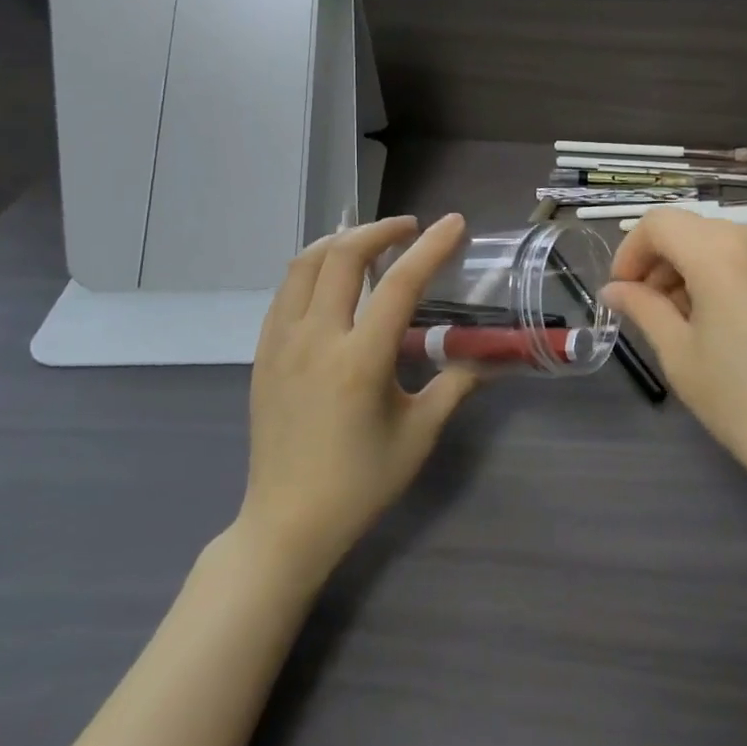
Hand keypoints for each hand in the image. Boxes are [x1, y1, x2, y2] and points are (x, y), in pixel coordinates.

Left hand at [240, 215, 478, 576]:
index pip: (400, 284)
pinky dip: (313, 268)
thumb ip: (453, 387)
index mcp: (360, 361)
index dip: (431, 247)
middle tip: (409, 229)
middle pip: (342, 255)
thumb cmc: (359, 483)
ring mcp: (281, 343)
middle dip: (380, 230)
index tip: (453, 223)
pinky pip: (286, 291)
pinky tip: (332, 280)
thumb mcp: (418, 436)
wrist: (287, 522)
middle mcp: (316, 339)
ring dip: (341, 241)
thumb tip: (484, 358)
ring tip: (371, 243)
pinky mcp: (262, 352)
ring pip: (305, 264)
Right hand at [604, 211, 746, 527]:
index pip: (659, 224)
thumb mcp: (680, 354)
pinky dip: (727, 276)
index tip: (621, 293)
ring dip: (693, 271)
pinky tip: (724, 322)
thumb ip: (643, 308)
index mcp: (722, 250)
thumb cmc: (745, 403)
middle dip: (661, 264)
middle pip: (692, 231)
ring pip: (723, 243)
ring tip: (685, 323)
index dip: (630, 252)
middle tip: (647, 312)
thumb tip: (614, 290)